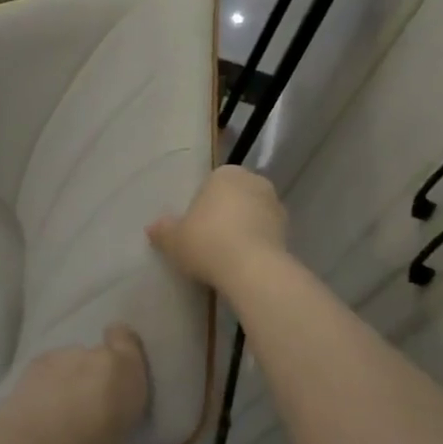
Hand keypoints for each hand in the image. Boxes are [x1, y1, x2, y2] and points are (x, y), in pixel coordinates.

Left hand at [0, 325, 150, 443]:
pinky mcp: (25, 370)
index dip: (123, 350)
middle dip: (95, 379)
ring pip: (68, 365)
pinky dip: (43, 390)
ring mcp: (56, 358)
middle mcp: (92, 356)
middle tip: (91, 413)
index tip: (121, 372)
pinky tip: (37, 418)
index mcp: (125, 372)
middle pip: (97, 358)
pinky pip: (44, 375)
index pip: (127, 340)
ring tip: (59, 418)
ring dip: (68, 383)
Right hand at [146, 165, 287, 291]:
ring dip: (243, 229)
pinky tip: (243, 264)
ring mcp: (275, 206)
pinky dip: (256, 245)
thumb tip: (153, 227)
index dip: (201, 206)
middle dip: (225, 215)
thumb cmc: (208, 242)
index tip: (194, 228)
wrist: (252, 269)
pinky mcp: (289, 231)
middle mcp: (254, 182)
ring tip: (227, 256)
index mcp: (226, 174)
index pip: (211, 185)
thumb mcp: (174, 239)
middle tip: (209, 241)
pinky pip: (265, 235)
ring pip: (252, 215)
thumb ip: (163, 231)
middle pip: (234, 198)